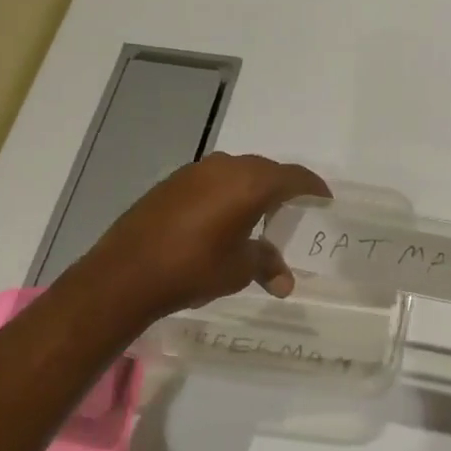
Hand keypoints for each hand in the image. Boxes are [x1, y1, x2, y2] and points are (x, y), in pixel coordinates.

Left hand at [69, 153, 329, 325]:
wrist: (126, 273)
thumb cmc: (194, 268)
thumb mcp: (239, 270)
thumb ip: (266, 264)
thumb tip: (285, 282)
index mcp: (251, 183)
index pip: (293, 177)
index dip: (312, 187)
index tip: (324, 198)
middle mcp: (225, 167)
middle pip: (265, 170)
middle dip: (281, 188)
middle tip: (291, 210)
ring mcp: (194, 172)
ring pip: (236, 172)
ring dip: (250, 189)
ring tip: (256, 215)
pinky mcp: (171, 182)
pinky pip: (211, 180)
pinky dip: (224, 193)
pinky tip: (219, 218)